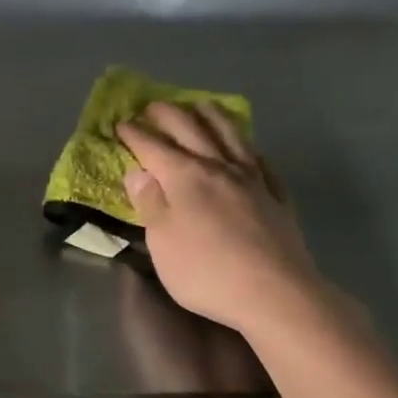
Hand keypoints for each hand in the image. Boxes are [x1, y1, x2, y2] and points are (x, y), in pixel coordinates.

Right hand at [117, 101, 337, 337]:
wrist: (273, 292)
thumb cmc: (206, 271)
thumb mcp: (162, 242)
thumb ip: (150, 204)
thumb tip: (138, 172)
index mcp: (185, 177)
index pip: (153, 147)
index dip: (135, 134)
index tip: (121, 123)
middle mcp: (219, 168)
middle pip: (192, 130)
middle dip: (169, 114)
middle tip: (153, 106)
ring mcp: (253, 179)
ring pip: (231, 136)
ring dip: (212, 116)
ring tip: (201, 106)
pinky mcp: (276, 197)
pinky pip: (261, 162)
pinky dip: (249, 148)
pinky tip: (248, 149)